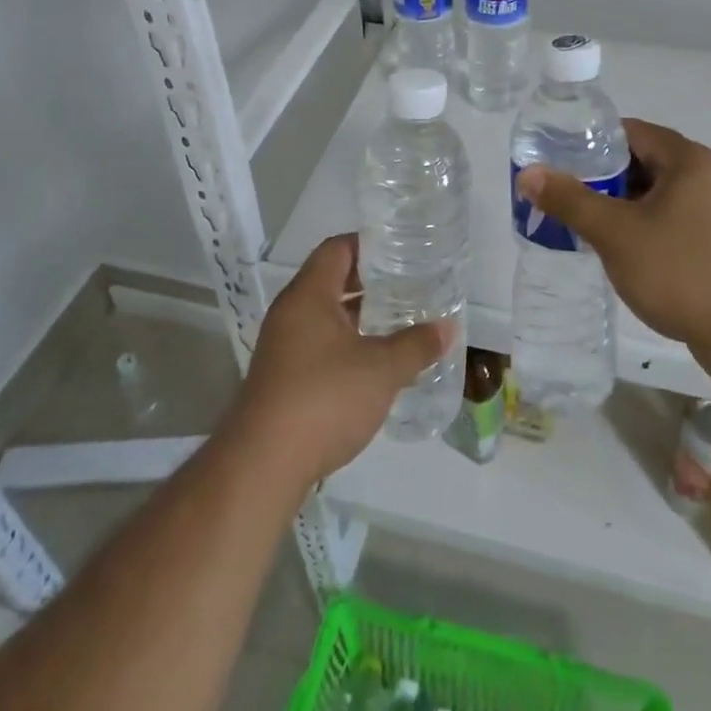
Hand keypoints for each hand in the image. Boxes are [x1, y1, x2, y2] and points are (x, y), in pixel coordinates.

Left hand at [233, 234, 450, 487]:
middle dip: (370, 281)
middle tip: (408, 284)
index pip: (337, 249)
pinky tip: (375, 363)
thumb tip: (447, 328)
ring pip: (326, 316)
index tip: (401, 250)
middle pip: (331, 280)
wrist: (263, 466)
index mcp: (308, 295)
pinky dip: (347, 344)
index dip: (368, 244)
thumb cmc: (324, 399)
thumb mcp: (381, 370)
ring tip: (399, 320)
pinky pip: (319, 345)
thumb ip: (416, 345)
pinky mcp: (283, 379)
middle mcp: (291, 313)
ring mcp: (283, 347)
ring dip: (359, 316)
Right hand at [516, 120, 710, 368]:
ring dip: (628, 205)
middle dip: (607, 179)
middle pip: (647, 162)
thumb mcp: (615, 234)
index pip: (632, 132)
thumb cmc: (680, 272)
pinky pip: (680, 219)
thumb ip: (569, 200)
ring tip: (594, 228)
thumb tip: (529, 174)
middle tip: (571, 200)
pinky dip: (652, 226)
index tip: (562, 164)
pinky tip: (632, 254)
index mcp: (690, 160)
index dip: (593, 144)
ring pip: (663, 194)